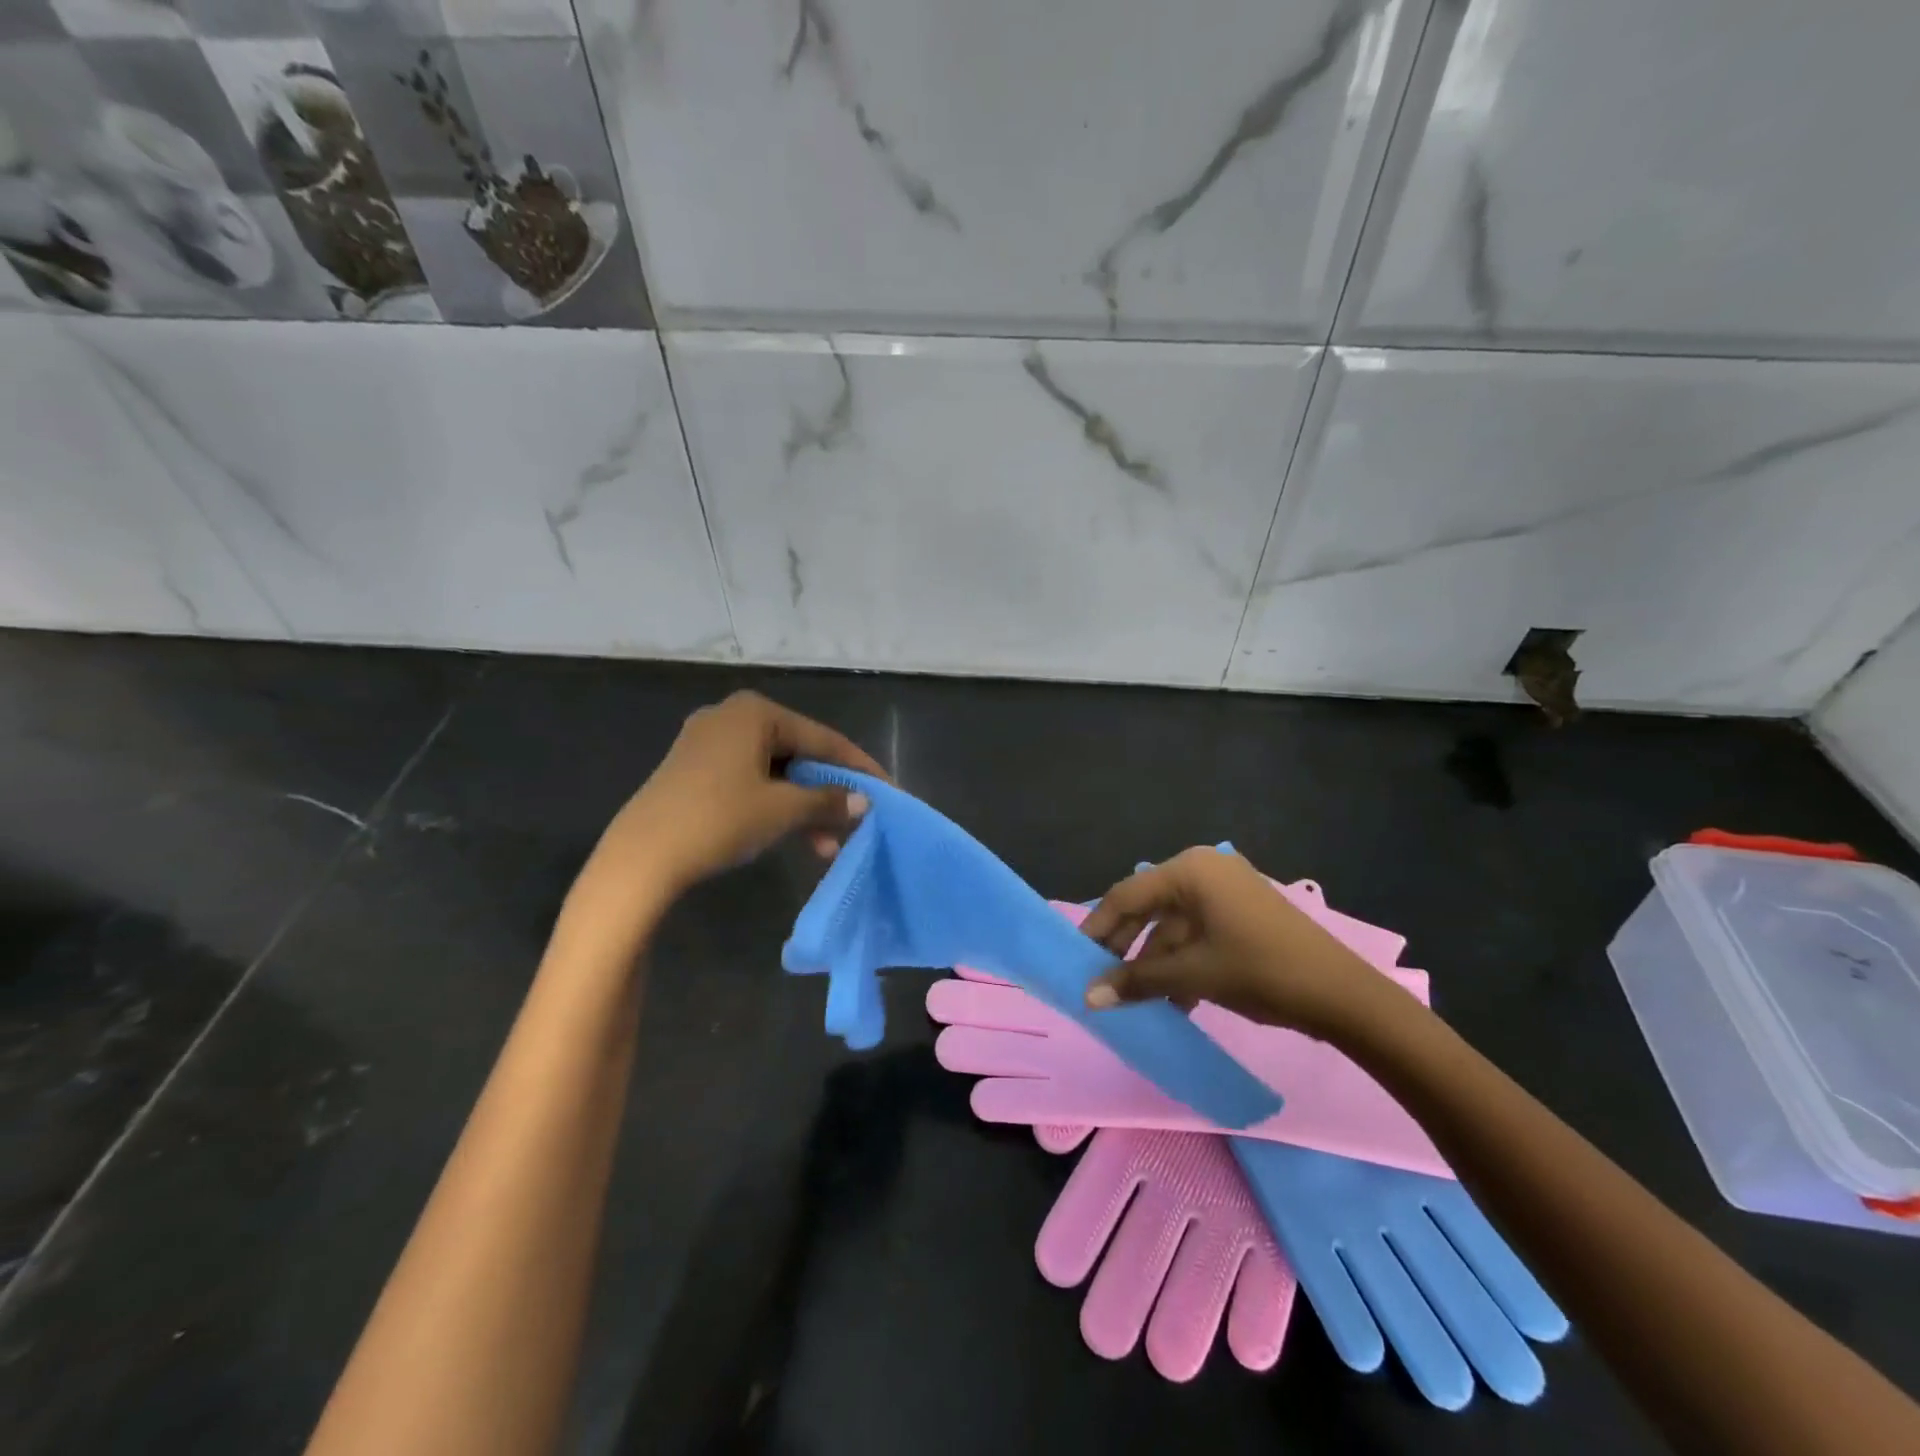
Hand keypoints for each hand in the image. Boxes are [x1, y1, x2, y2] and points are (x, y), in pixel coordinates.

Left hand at [590, 691, 886, 896]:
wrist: (641, 858)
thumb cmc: (719, 819)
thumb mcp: (782, 810)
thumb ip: (828, 800)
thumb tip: (864, 802)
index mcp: (755, 712)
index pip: (823, 738)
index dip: (858, 767)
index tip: (888, 791)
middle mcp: (731, 717)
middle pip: (799, 754)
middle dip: (829, 793)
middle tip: (855, 822)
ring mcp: (708, 743)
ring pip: (775, 771)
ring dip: (804, 806)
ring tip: (826, 845)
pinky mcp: (694, 770)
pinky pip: (750, 781)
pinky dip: (775, 805)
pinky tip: (793, 836)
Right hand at [1080, 847, 1398, 1038]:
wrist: (1343, 995)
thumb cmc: (1261, 971)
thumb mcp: (1193, 975)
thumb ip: (1137, 980)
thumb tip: (1088, 997)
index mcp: (1190, 871)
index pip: (1127, 895)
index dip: (1098, 927)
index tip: (1076, 958)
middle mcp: (1205, 871)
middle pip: (1149, 907)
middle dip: (1125, 946)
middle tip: (1100, 979)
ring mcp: (1227, 891)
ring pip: (1173, 925)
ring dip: (1154, 962)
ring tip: (1134, 999)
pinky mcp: (1242, 914)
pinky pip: (1198, 933)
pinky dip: (1182, 962)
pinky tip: (1173, 999)